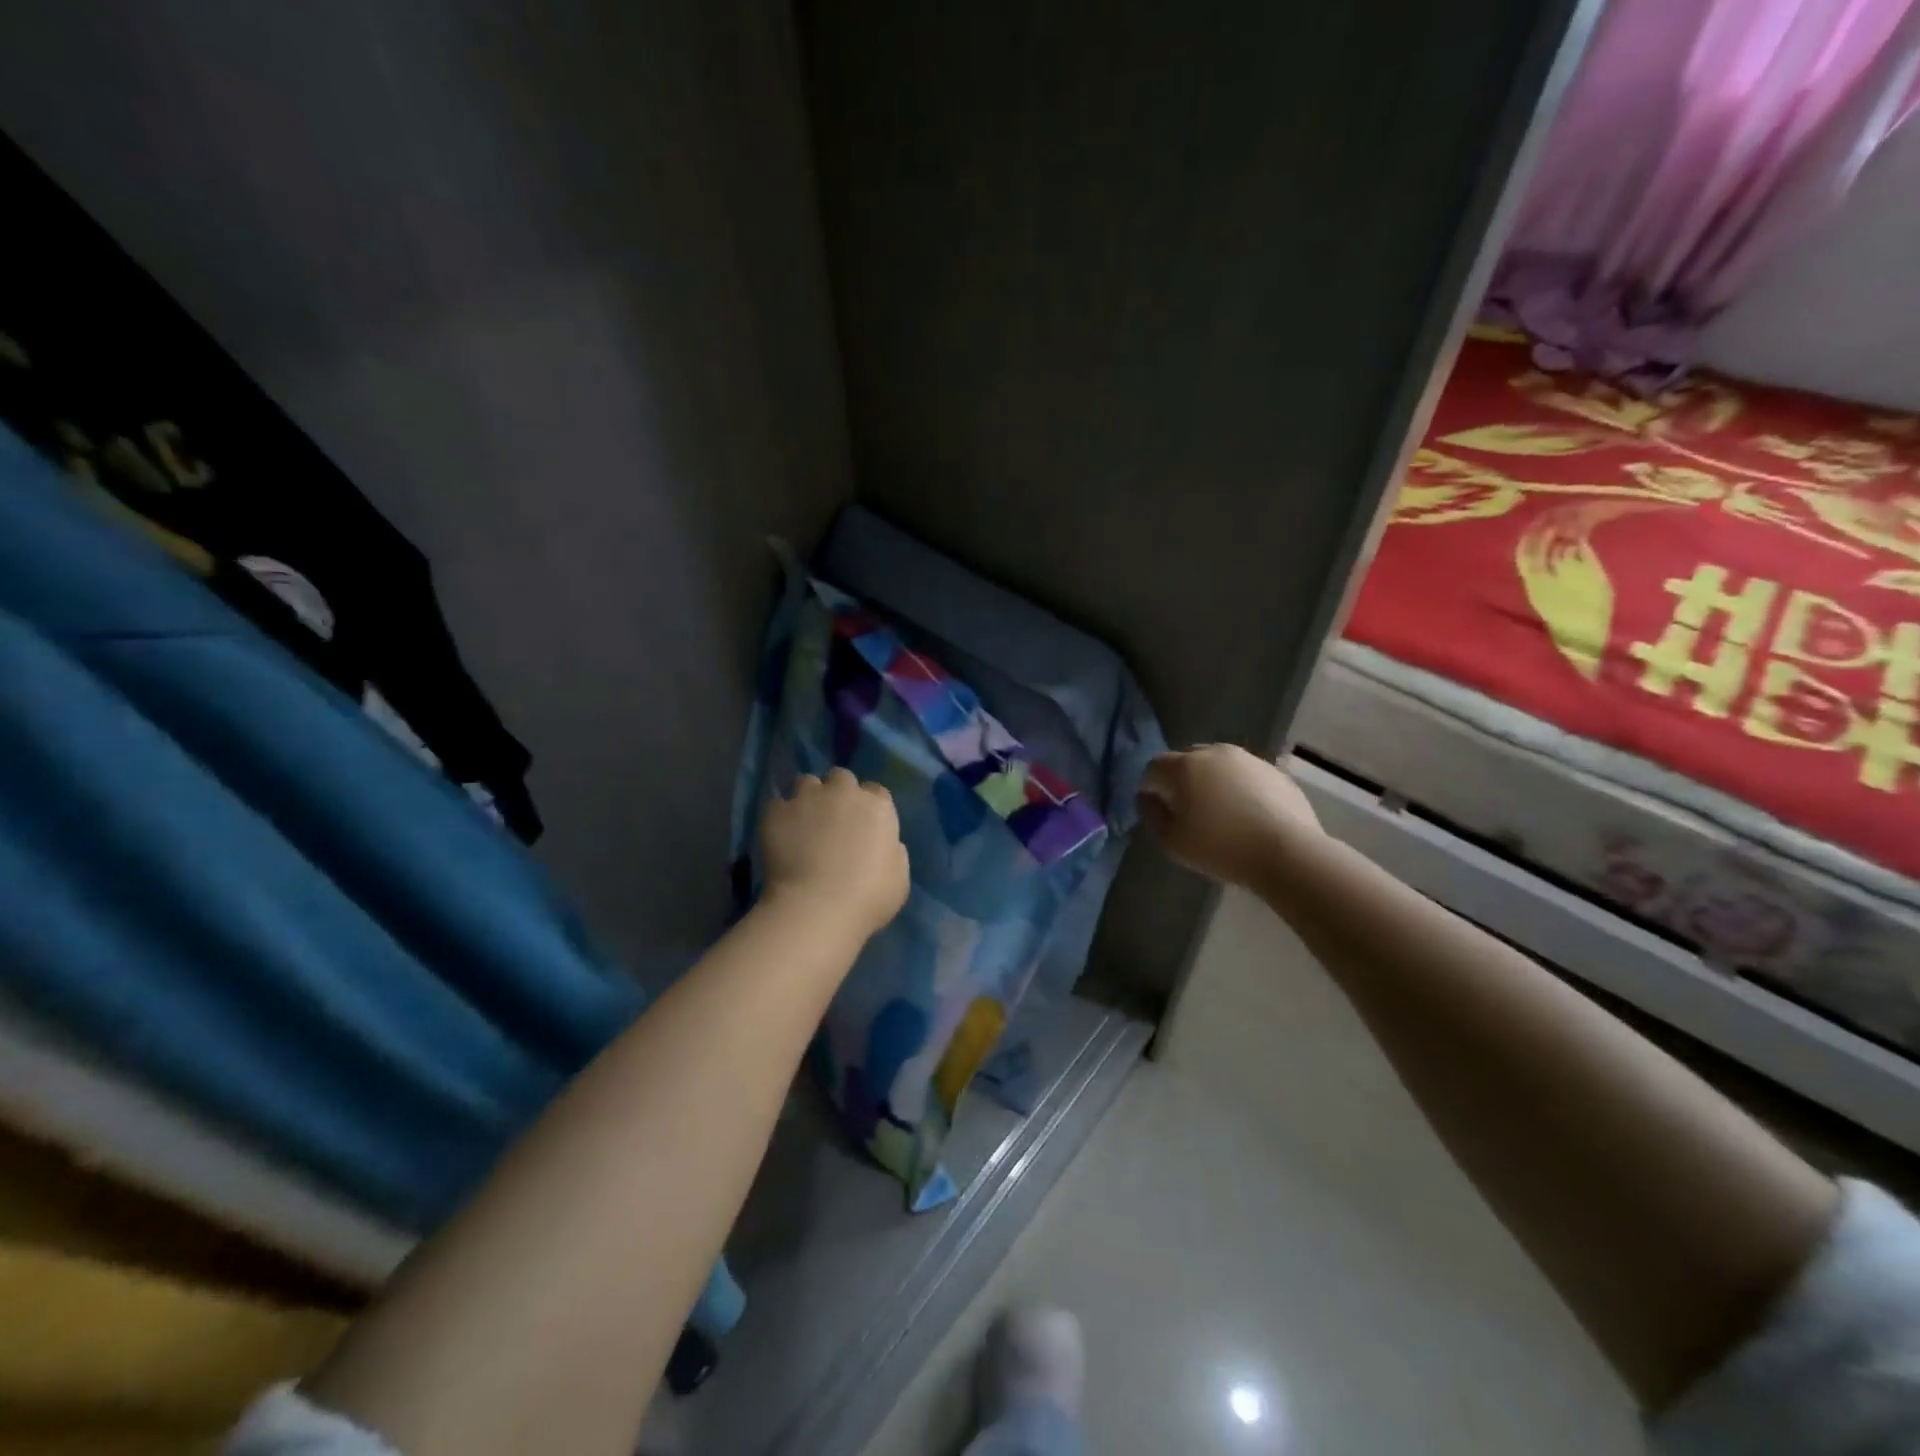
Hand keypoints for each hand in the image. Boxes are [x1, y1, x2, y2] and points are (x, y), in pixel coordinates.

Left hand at [760, 768, 909, 939]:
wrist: (818, 906)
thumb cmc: (868, 897)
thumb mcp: (899, 879)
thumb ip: (893, 853)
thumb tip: (887, 845)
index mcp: (878, 807)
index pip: (876, 791)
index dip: (868, 805)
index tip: (863, 823)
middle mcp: (844, 793)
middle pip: (841, 777)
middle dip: (837, 792)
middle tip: (832, 818)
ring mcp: (808, 798)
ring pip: (806, 782)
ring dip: (807, 797)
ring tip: (802, 821)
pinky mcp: (777, 812)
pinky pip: (777, 804)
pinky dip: (780, 816)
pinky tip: (779, 835)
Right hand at [1137, 745, 1320, 888]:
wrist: (1287, 852)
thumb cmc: (1220, 847)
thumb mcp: (1172, 841)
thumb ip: (1151, 814)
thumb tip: (1146, 797)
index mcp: (1184, 766)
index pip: (1154, 767)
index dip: (1150, 786)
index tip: (1156, 808)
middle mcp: (1214, 753)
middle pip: (1187, 759)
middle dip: (1181, 779)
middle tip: (1186, 809)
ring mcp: (1248, 759)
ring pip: (1218, 765)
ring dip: (1211, 781)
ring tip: (1219, 811)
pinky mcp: (1275, 772)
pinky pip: (1245, 775)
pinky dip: (1239, 788)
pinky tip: (1246, 814)